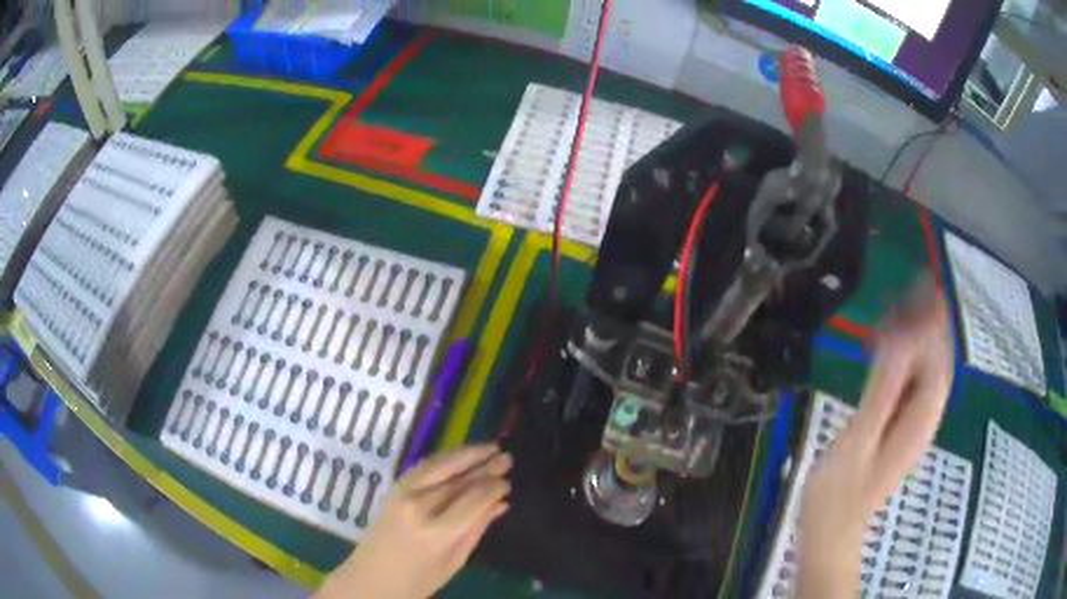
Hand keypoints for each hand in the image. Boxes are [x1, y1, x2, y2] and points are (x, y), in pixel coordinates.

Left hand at [315, 444, 511, 598]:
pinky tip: (460, 457)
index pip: (474, 499)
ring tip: (489, 448)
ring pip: (440, 465)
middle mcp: (419, 506)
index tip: (508, 482)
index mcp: (438, 531)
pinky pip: (423, 467)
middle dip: (485, 465)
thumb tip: (501, 503)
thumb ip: (477, 528)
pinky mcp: (393, 488)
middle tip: (507, 457)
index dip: (494, 487)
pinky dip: (445, 459)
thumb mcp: (455, 561)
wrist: (371, 578)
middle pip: (458, 478)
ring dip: (466, 454)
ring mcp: (402, 493)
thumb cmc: (418, 580)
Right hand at [798, 278, 952, 597]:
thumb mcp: (859, 438)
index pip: (938, 359)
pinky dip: (906, 358)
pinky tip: (888, 349)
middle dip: (929, 324)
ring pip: (926, 370)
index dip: (933, 323)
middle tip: (909, 291)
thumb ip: (882, 390)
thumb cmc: (839, 493)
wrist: (832, 531)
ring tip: (898, 311)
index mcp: (918, 418)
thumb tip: (900, 340)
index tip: (918, 289)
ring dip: (918, 337)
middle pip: (937, 360)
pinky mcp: (900, 427)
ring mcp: (913, 423)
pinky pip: (912, 382)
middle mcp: (924, 417)